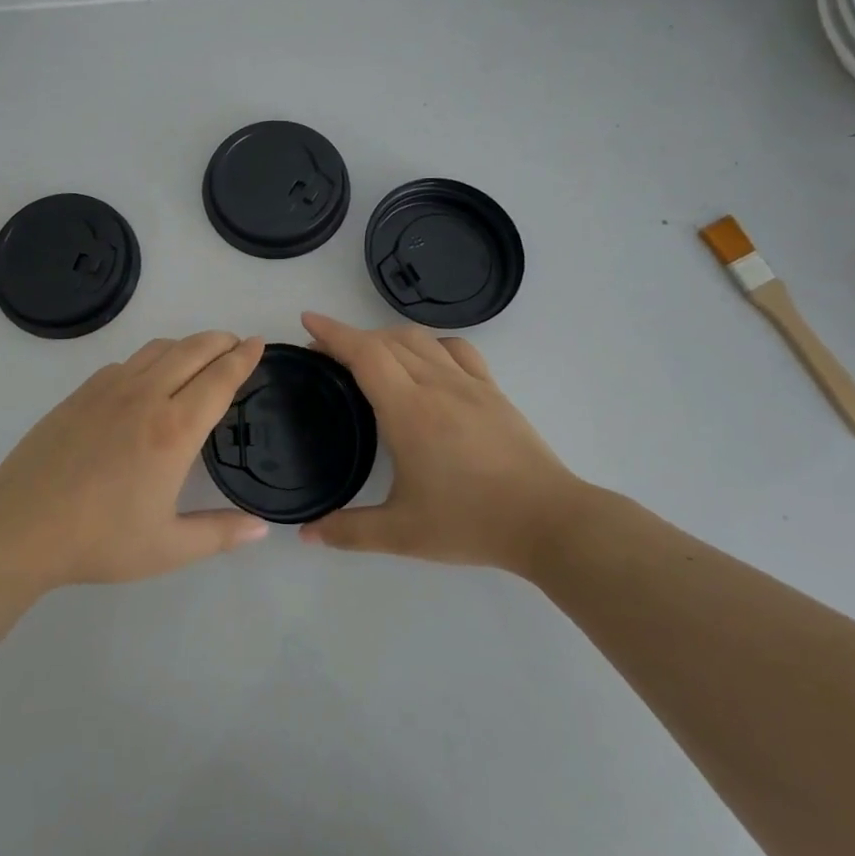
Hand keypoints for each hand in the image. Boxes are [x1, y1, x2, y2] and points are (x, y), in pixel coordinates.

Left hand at [0, 332, 270, 588]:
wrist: (21, 526)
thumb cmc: (100, 539)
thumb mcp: (168, 548)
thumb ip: (220, 534)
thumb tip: (262, 530)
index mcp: (174, 430)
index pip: (220, 378)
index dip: (244, 358)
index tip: (259, 343)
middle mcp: (147, 397)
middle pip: (193, 350)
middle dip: (221, 340)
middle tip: (237, 343)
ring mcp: (110, 389)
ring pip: (158, 348)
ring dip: (187, 344)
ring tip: (199, 355)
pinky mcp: (82, 392)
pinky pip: (127, 362)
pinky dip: (151, 359)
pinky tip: (148, 379)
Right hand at [298, 312, 591, 575]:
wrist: (548, 520)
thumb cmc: (471, 522)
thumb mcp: (402, 534)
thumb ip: (349, 531)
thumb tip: (306, 534)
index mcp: (409, 410)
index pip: (364, 353)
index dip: (333, 332)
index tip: (308, 321)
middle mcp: (436, 384)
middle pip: (387, 340)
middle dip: (351, 338)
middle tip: (327, 355)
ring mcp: (469, 383)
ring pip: (420, 339)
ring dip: (387, 337)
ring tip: (370, 356)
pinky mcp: (493, 391)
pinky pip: (456, 349)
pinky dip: (430, 344)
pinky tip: (426, 361)